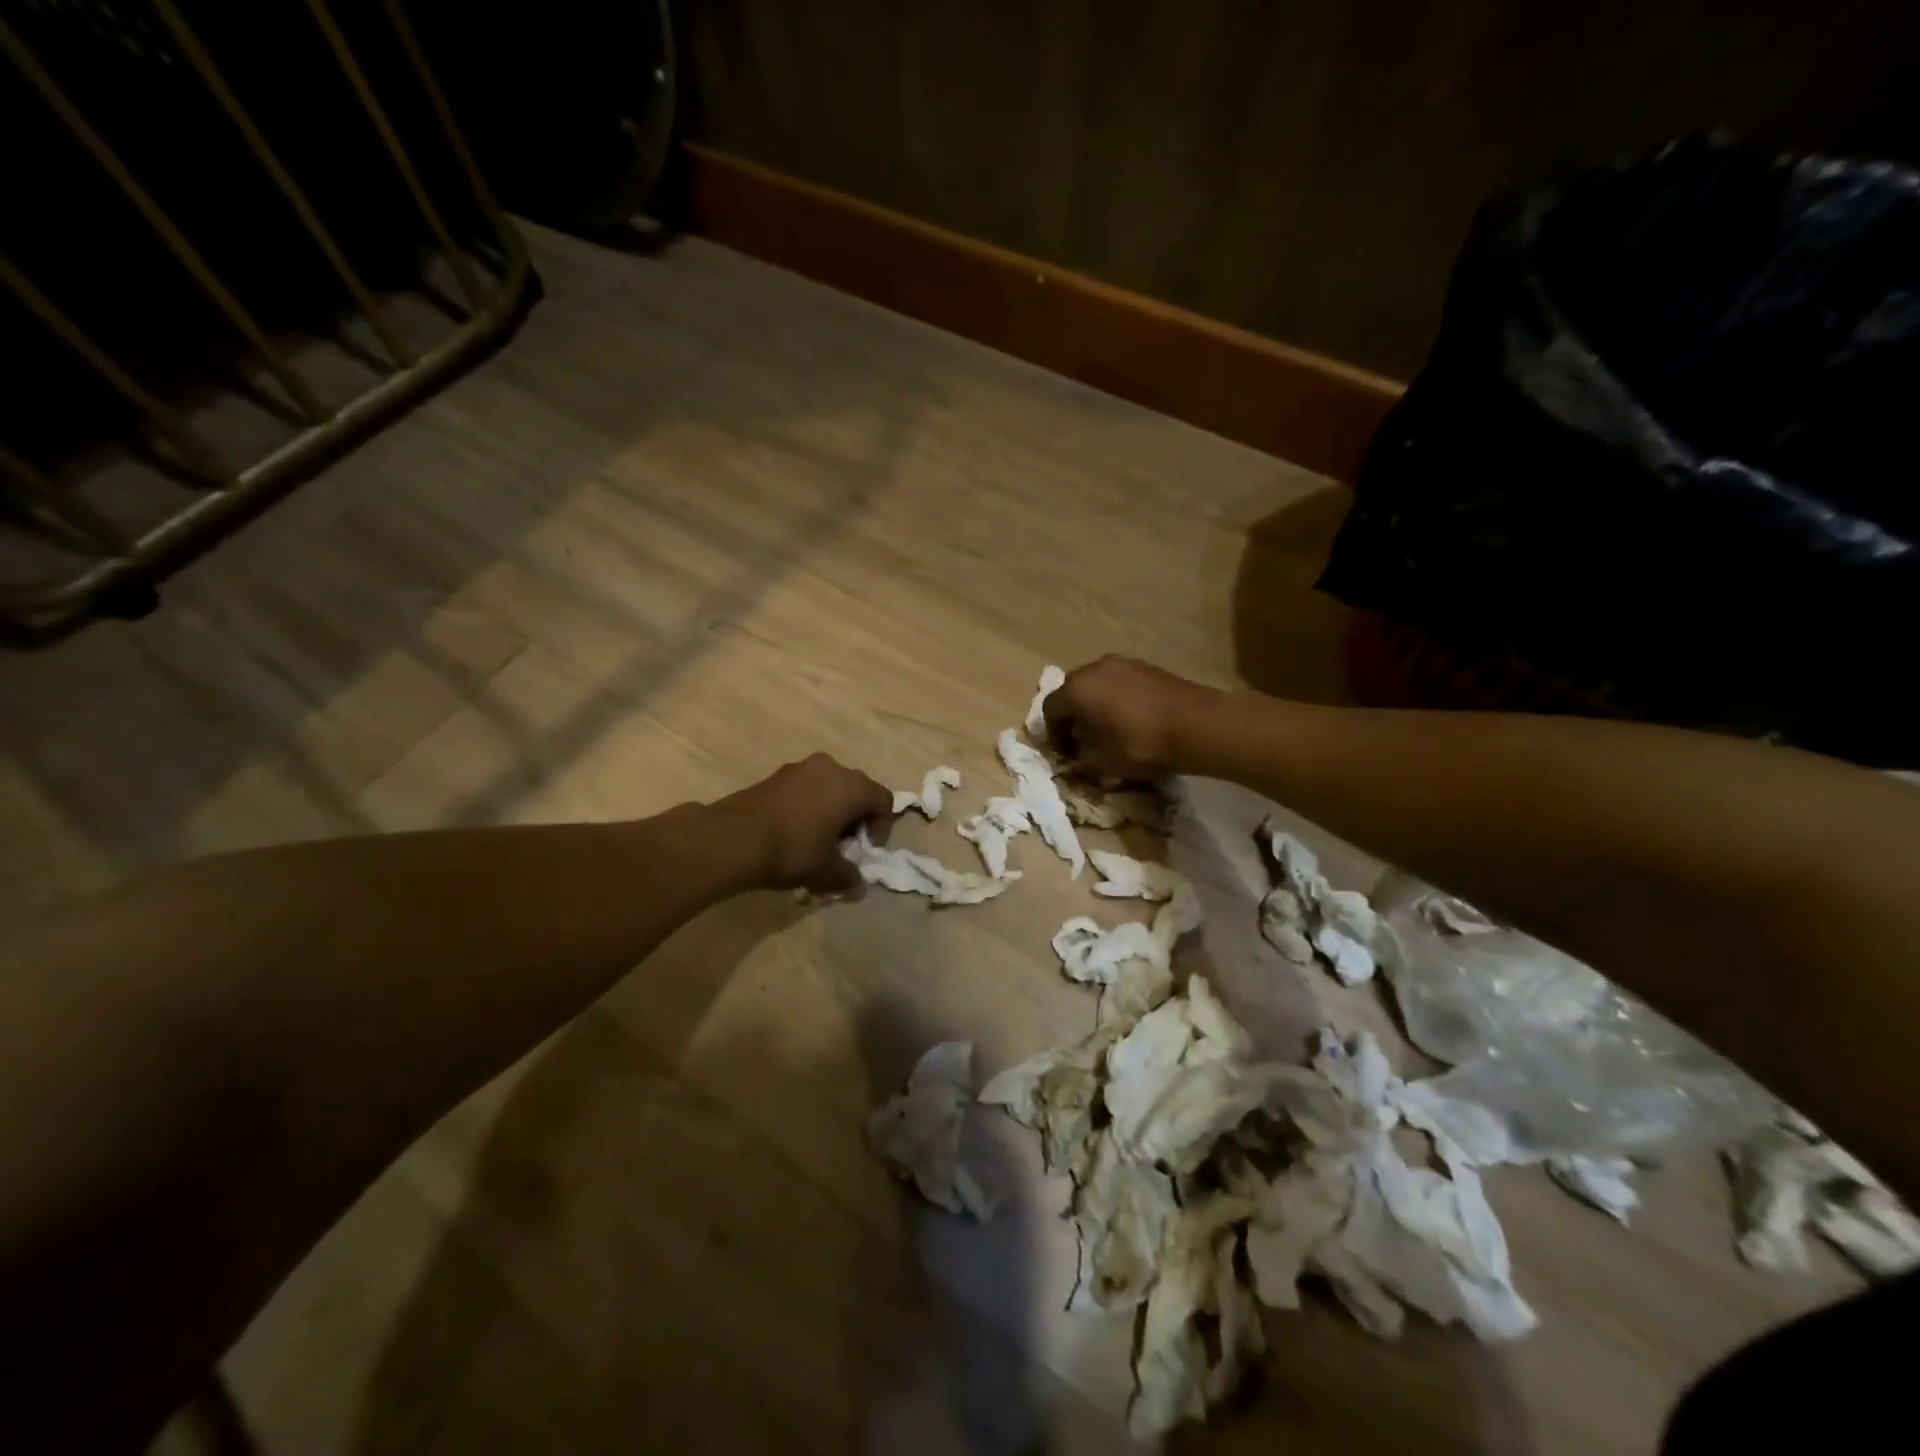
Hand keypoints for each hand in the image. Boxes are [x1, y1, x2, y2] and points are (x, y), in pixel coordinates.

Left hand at [719, 753, 894, 893]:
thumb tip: (857, 884)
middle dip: (855, 820)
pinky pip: (805, 789)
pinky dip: (808, 807)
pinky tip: (793, 833)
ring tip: (816, 842)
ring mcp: (801, 767)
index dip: (881, 828)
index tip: (865, 851)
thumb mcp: (827, 872)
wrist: (734, 838)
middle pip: (856, 791)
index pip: (884, 800)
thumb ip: (849, 876)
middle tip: (843, 848)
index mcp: (853, 786)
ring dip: (830, 812)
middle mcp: (831, 768)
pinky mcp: (776, 775)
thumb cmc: (793, 850)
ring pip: (829, 789)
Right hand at [1044, 656, 1222, 779]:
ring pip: (1097, 685)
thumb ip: (1081, 761)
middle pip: (1072, 692)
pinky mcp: (1147, 666)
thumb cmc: (1141, 745)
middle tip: (1083, 741)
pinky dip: (1117, 698)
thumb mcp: (1103, 763)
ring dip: (1095, 706)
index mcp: (1077, 689)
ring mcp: (1123, 663)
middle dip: (1073, 717)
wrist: (1197, 725)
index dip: (1053, 735)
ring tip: (1109, 730)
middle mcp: (1095, 668)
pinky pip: (1120, 682)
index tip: (1065, 754)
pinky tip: (1132, 719)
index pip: (1050, 710)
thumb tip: (1076, 759)